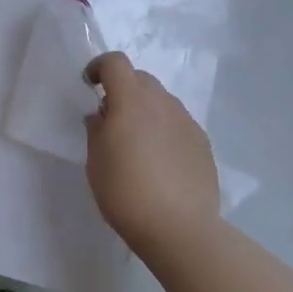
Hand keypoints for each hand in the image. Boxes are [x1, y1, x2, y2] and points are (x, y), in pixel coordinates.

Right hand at [83, 52, 223, 263]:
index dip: (99, 67)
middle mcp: (162, 103)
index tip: (89, 85)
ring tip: (137, 141)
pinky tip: (159, 160)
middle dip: (123, 88)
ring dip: (145, 109)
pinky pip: (178, 123)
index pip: (115, 63)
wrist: (180, 228)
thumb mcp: (95, 160)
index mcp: (131, 101)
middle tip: (111, 117)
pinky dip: (164, 129)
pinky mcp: (203, 144)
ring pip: (162, 101)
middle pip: (141, 78)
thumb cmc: (125, 191)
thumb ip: (96, 129)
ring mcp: (187, 122)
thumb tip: (102, 115)